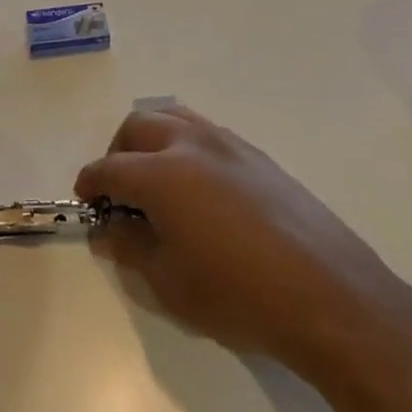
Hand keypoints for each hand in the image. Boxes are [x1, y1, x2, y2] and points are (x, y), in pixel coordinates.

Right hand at [75, 105, 411, 376]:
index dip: (90, 183)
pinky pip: (204, 131)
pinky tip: (197, 187)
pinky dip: (184, 144)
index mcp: (162, 173)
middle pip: (138, 126)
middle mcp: (190, 143)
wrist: (325, 291)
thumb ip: (130, 247)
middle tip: (119, 191)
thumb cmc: (238, 294)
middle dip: (118, 152)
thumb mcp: (170, 284)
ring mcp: (226, 142)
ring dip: (151, 139)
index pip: (110, 168)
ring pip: (173, 116)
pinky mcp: (254, 152)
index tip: (86, 201)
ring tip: (155, 179)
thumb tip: (108, 227)